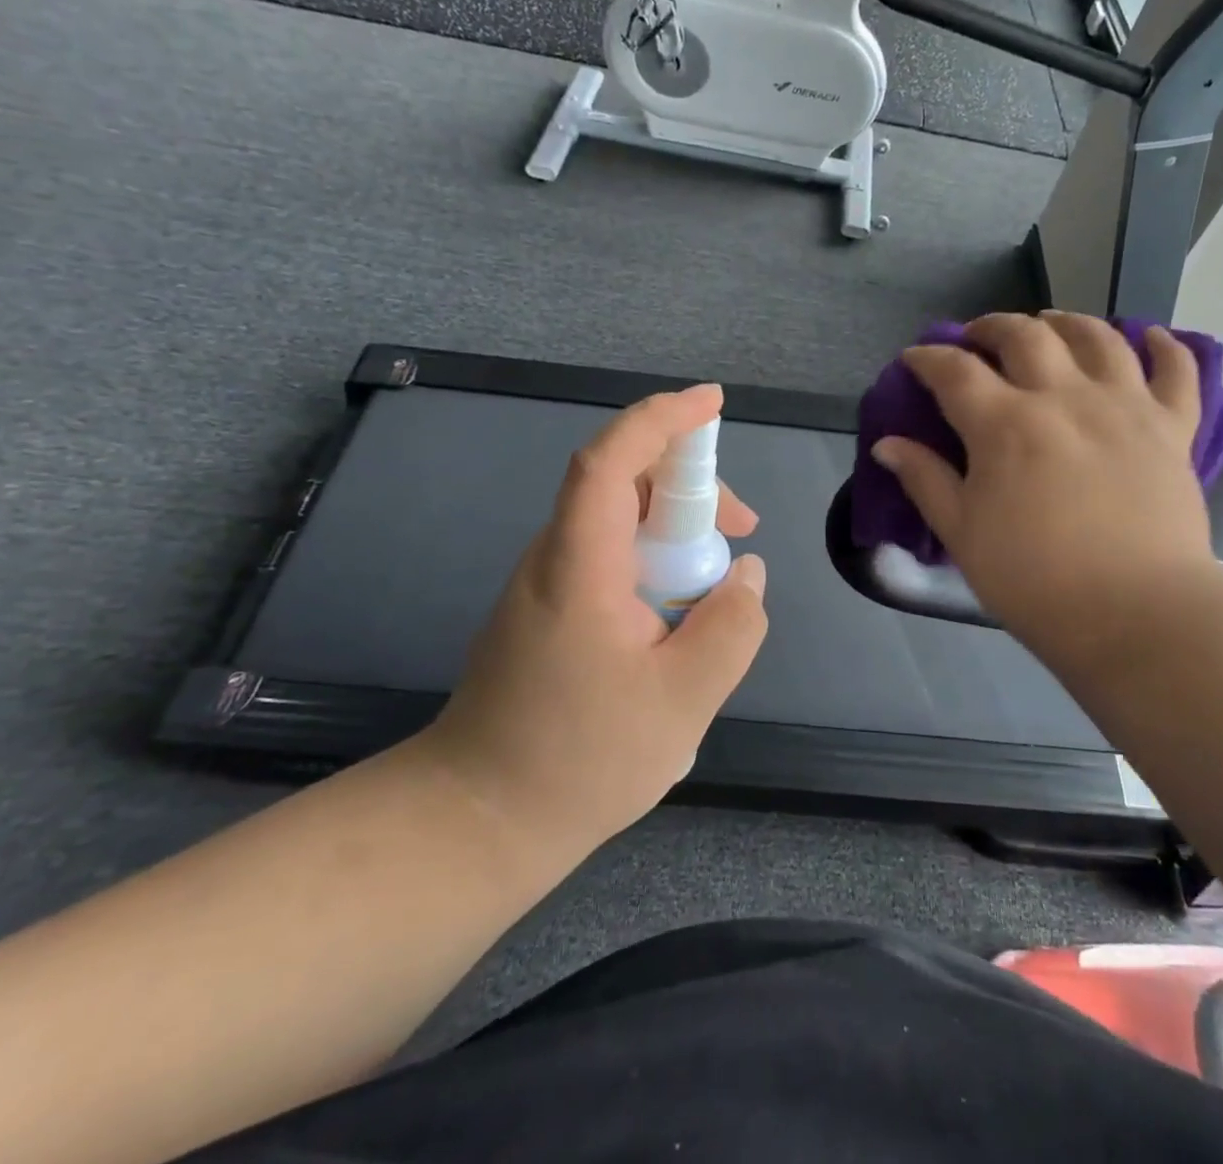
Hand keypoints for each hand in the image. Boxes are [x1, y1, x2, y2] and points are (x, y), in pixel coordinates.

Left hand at [420, 385, 768, 844]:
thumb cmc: (580, 760)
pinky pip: (609, 558)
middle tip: (743, 528)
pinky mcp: (548, 611)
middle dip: (690, 485)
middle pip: (622, 484)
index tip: (712, 402)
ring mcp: (545, 585)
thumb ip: (731, 628)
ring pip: (618, 523)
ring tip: (720, 583)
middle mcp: (554, 559)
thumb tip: (745, 574)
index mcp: (579, 566)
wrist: (477, 820)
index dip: (661, 419)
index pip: (611, 460)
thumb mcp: (683, 700)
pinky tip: (680, 616)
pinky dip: (655, 562)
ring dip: (676, 529)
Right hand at [870, 312, 1212, 669]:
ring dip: (1066, 321)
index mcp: (1005, 424)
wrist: (1136, 615)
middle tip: (977, 338)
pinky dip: (1166, 346)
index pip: (954, 371)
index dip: (927, 358)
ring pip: (1098, 337)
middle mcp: (1064, 397)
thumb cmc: (1035, 581)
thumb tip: (887, 444)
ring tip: (1050, 324)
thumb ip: (925, 480)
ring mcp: (1125, 405)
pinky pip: (1177, 370)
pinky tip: (1151, 337)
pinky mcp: (1172, 427)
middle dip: (991, 327)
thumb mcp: (963, 535)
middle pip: (1024, 336)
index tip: (914, 359)